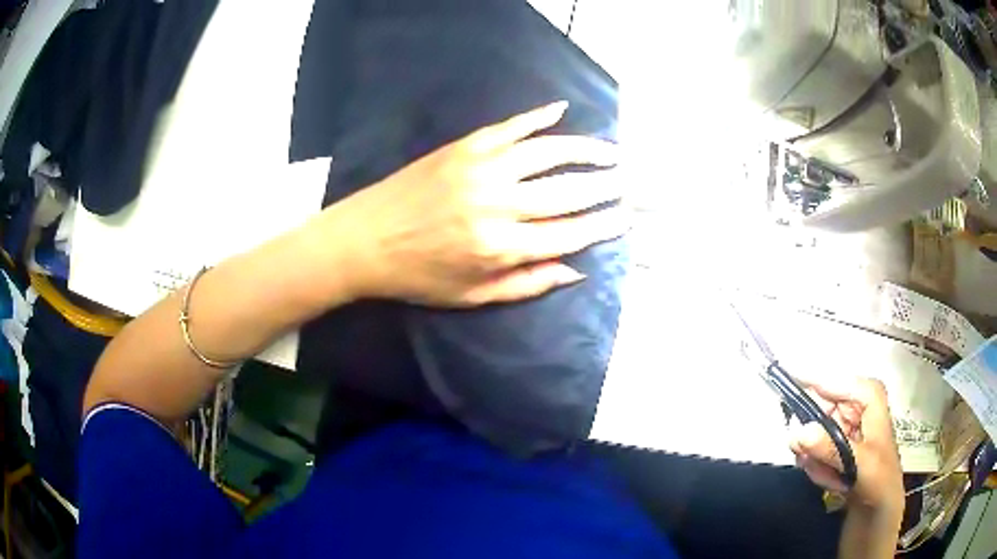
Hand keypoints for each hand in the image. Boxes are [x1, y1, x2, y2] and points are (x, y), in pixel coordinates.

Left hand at [317, 101, 626, 306]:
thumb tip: (576, 270)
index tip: (625, 218)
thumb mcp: (472, 296)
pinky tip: (560, 110)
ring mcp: (481, 168)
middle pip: (566, 191)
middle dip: (603, 186)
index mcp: (500, 247)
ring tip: (609, 152)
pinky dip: (537, 117)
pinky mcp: (463, 147)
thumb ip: (526, 284)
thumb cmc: (418, 276)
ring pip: (547, 152)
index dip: (601, 226)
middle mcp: (497, 203)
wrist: (364, 239)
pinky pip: (510, 127)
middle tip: (626, 181)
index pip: (568, 233)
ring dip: (584, 149)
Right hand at [788, 378, 904, 514]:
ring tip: (831, 477)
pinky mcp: (834, 442)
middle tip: (809, 461)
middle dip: (811, 438)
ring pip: (811, 431)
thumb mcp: (859, 463)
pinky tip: (829, 479)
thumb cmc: (879, 477)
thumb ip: (830, 448)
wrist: (879, 504)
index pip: (833, 380)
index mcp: (867, 395)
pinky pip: (812, 448)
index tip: (783, 379)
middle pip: (818, 407)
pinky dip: (815, 466)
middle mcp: (853, 403)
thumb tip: (798, 433)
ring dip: (815, 458)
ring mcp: (843, 423)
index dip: (809, 379)